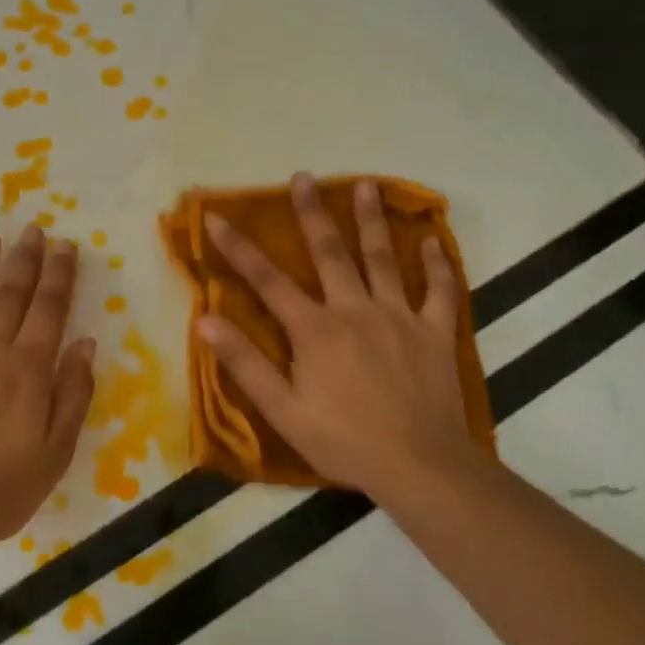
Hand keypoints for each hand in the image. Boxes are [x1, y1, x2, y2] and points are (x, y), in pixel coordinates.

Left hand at [0, 225, 96, 550]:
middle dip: (25, 259)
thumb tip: (86, 344)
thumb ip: (73, 394)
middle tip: (32, 229)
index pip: (49, 309)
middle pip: (11, 295)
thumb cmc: (0, 489)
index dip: (59, 275)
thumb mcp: (56, 452)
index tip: (64, 245)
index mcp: (27, 369)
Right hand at [197, 174, 484, 506]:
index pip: (267, 280)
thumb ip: (244, 363)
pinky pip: (440, 291)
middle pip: (330, 253)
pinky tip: (434, 240)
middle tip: (303, 177)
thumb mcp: (283, 410)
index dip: (238, 247)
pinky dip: (438, 264)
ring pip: (383, 258)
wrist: (421, 467)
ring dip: (372, 220)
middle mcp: (355, 310)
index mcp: (315, 330)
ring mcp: (399, 317)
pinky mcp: (435, 332)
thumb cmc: (344, 442)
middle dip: (312, 213)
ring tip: (366, 185)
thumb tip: (205, 320)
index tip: (216, 216)